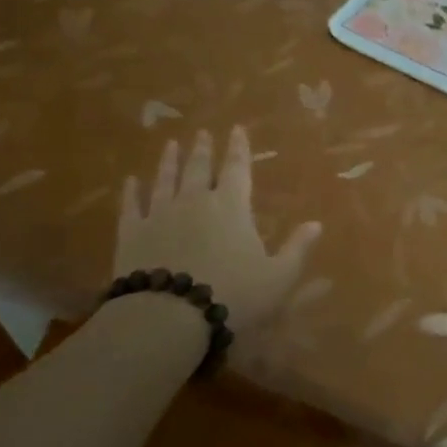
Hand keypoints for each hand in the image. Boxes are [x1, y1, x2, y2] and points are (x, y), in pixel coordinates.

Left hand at [116, 127, 321, 330]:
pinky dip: (131, 192)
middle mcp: (195, 201)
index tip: (236, 129)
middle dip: (203, 149)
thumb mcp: (278, 278)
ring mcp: (159, 214)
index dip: (238, 148)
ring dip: (169, 161)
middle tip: (202, 132)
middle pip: (199, 168)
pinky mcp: (131, 234)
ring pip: (165, 180)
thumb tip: (316, 224)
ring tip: (171, 145)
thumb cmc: (233, 296)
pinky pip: (131, 206)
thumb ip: (297, 249)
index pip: (238, 168)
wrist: (168, 317)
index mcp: (232, 207)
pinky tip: (130, 181)